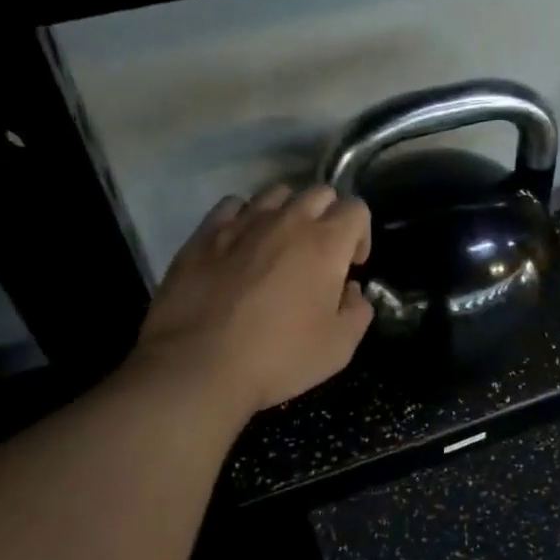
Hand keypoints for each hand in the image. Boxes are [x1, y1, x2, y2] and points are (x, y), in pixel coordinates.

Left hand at [133, 185, 373, 417]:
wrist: (198, 366)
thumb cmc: (278, 358)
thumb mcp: (339, 348)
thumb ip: (358, 311)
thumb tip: (350, 290)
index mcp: (325, 244)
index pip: (356, 209)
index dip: (361, 235)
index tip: (351, 267)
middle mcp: (287, 221)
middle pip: (319, 193)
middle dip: (328, 217)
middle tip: (320, 255)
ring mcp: (243, 222)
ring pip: (276, 193)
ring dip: (288, 212)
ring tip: (280, 245)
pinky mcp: (205, 233)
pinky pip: (234, 205)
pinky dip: (245, 217)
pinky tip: (241, 244)